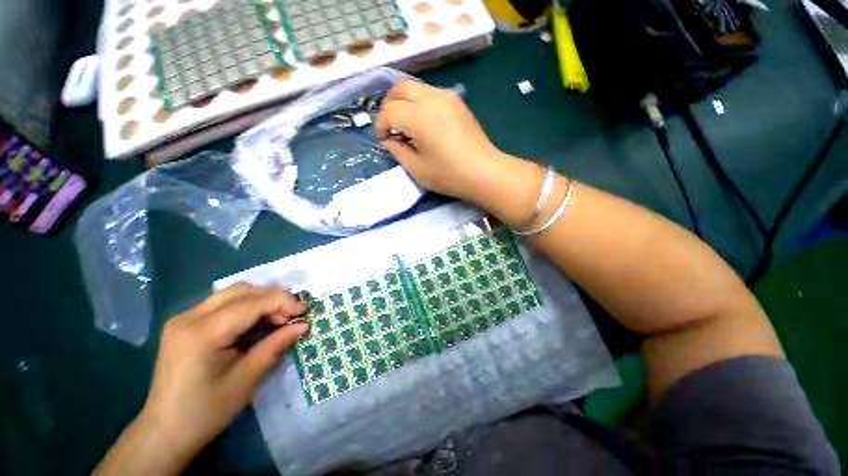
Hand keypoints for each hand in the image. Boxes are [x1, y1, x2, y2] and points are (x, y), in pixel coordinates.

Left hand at [95, 284, 308, 475]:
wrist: (165, 431)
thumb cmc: (206, 410)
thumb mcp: (247, 378)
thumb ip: (276, 345)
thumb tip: (303, 325)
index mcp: (202, 333)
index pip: (251, 303)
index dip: (282, 302)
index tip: (304, 312)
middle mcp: (189, 317)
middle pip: (241, 291)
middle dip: (272, 298)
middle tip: (291, 316)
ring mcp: (184, 319)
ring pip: (232, 293)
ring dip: (260, 301)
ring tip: (276, 319)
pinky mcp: (185, 324)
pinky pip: (223, 304)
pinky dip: (246, 307)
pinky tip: (256, 323)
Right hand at [376, 80, 503, 202]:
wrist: (484, 172)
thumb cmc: (449, 175)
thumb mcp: (417, 169)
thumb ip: (397, 150)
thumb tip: (389, 138)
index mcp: (419, 117)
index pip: (389, 111)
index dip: (380, 125)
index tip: (383, 139)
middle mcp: (431, 98)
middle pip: (400, 88)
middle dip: (388, 105)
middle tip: (390, 125)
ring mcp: (447, 96)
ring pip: (415, 87)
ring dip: (403, 101)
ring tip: (405, 124)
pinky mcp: (457, 101)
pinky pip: (429, 93)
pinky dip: (418, 102)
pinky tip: (423, 121)